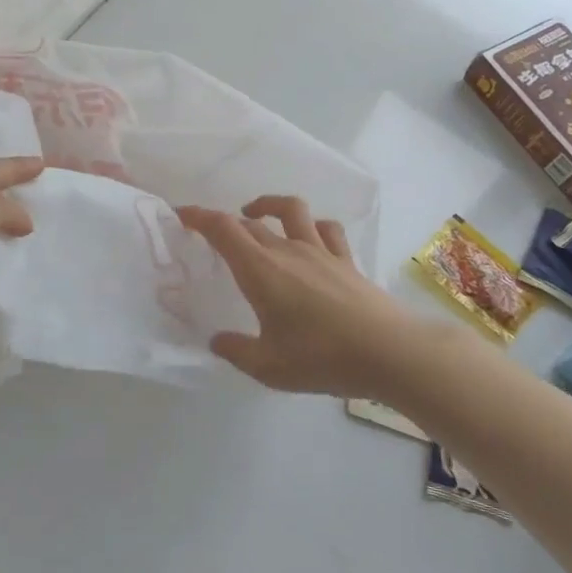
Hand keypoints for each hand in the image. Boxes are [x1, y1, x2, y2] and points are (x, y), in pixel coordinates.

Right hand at [177, 196, 422, 401]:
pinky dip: (311, 225)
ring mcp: (320, 251)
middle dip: (225, 222)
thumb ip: (236, 351)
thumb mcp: (268, 366)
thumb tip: (217, 341)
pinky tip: (307, 236)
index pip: (223, 229)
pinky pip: (326, 229)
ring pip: (291, 211)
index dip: (199, 217)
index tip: (181, 214)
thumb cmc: (322, 357)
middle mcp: (287, 251)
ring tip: (256, 215)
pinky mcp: (346, 260)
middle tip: (212, 233)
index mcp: (260, 270)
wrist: (390, 352)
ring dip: (269, 206)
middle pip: (250, 223)